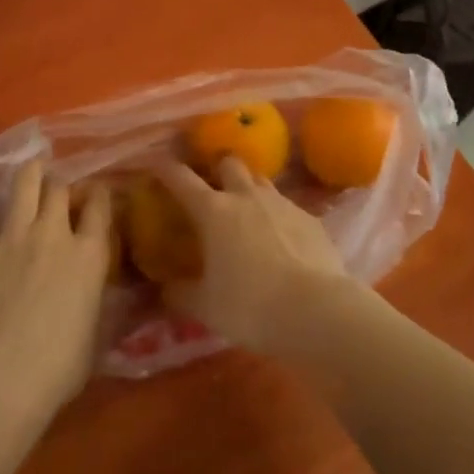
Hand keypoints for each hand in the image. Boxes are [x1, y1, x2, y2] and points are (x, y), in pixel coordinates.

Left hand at [0, 160, 111, 424]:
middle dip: (64, 184)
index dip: (100, 195)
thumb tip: (119, 299)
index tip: (99, 194)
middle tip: (63, 187)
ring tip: (34, 165)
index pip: (101, 207)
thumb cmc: (60, 366)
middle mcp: (54, 233)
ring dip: (31, 172)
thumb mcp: (98, 334)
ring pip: (24, 186)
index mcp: (89, 254)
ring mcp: (13, 237)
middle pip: (61, 190)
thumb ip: (107, 306)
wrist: (3, 376)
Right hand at [154, 158, 350, 353]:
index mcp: (214, 211)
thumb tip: (165, 289)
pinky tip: (280, 239)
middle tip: (212, 185)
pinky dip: (278, 216)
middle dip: (218, 168)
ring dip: (250, 188)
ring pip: (261, 180)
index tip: (156, 163)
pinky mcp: (311, 218)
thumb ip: (180, 293)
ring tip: (247, 210)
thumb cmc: (250, 306)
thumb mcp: (205, 307)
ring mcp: (282, 204)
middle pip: (230, 163)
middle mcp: (247, 197)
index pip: (182, 179)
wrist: (318, 310)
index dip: (166, 169)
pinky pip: (288, 207)